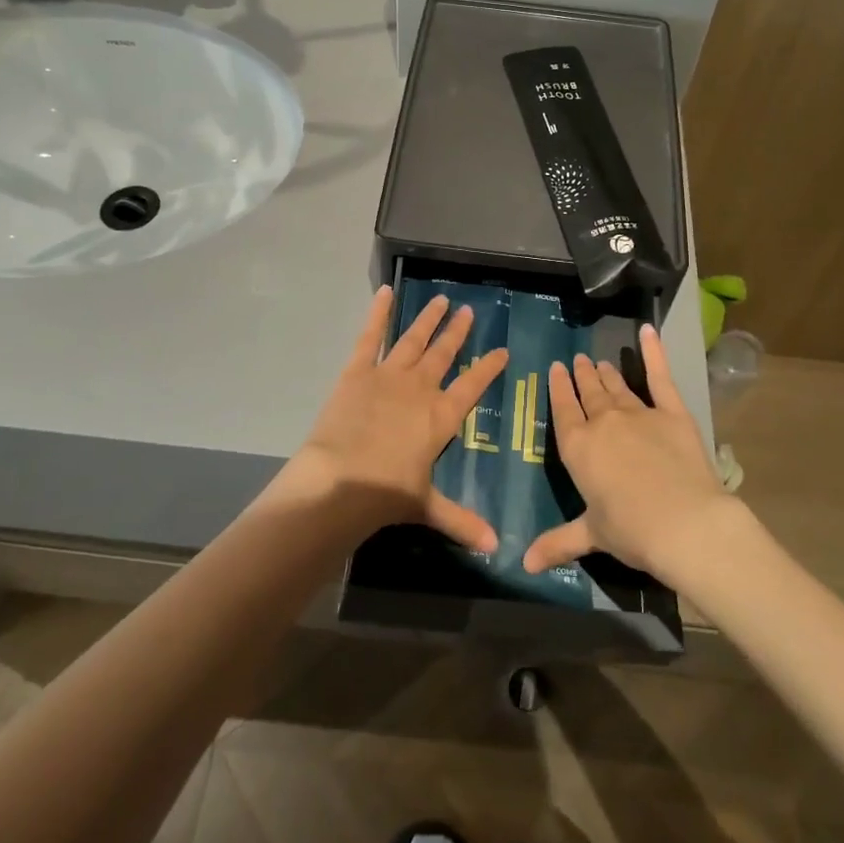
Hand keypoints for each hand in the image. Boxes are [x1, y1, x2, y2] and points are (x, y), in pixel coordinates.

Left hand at [284, 285, 509, 551]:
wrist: (341, 481)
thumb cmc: (387, 494)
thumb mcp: (427, 507)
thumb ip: (462, 521)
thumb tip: (495, 549)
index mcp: (442, 416)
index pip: (473, 386)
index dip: (488, 367)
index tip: (502, 350)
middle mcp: (421, 389)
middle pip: (445, 355)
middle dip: (458, 333)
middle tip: (469, 311)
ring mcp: (389, 375)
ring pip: (414, 340)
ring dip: (429, 320)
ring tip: (442, 301)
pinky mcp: (358, 371)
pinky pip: (371, 337)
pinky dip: (378, 314)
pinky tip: (385, 293)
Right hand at [523, 323, 727, 578]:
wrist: (684, 523)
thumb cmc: (631, 531)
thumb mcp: (590, 535)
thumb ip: (557, 542)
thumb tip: (523, 566)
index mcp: (578, 448)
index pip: (563, 410)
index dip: (559, 388)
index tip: (557, 369)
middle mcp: (603, 423)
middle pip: (589, 393)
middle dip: (582, 376)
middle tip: (577, 360)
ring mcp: (638, 413)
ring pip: (616, 386)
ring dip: (606, 373)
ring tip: (598, 361)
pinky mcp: (671, 412)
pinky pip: (660, 377)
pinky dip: (654, 352)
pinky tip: (649, 330)